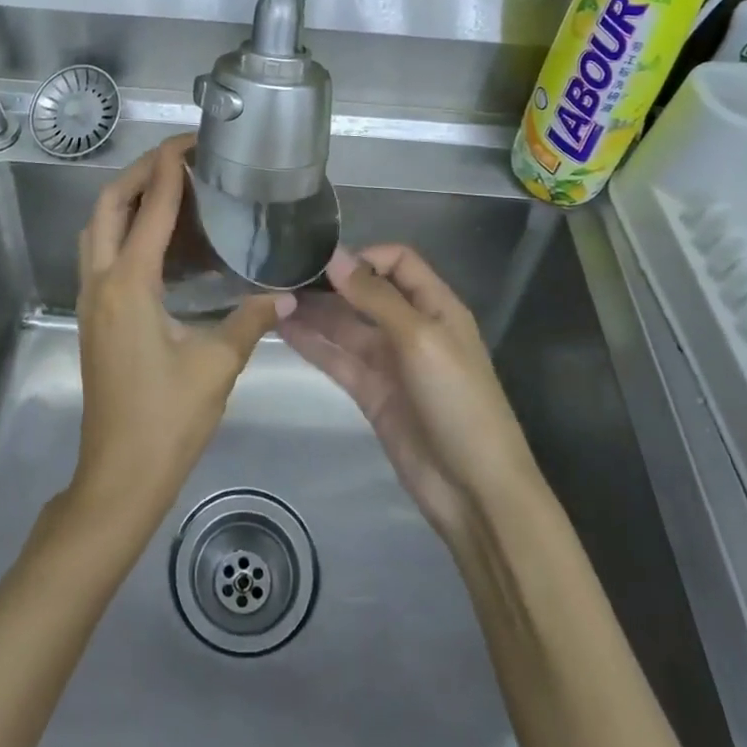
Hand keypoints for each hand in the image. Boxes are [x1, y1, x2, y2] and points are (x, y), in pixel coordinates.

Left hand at [70, 134, 290, 526]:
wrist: (118, 477)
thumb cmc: (166, 420)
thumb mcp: (216, 366)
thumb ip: (251, 321)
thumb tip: (286, 296)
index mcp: (128, 285)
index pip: (150, 210)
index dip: (169, 171)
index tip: (189, 142)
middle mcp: (100, 282)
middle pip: (108, 206)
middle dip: (140, 173)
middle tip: (179, 157)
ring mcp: (91, 300)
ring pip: (99, 228)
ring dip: (129, 199)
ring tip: (170, 186)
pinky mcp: (94, 316)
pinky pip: (104, 253)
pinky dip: (127, 229)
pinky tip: (163, 239)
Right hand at [282, 245, 541, 547]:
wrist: (474, 489)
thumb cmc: (458, 400)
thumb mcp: (421, 338)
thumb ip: (376, 297)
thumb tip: (335, 257)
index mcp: (435, 306)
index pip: (398, 262)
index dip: (364, 257)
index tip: (325, 263)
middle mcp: (411, 327)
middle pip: (366, 292)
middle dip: (330, 282)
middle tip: (284, 274)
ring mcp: (389, 362)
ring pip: (345, 325)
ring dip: (314, 311)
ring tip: (272, 297)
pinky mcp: (370, 393)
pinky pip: (337, 359)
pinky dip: (312, 343)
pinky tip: (282, 328)